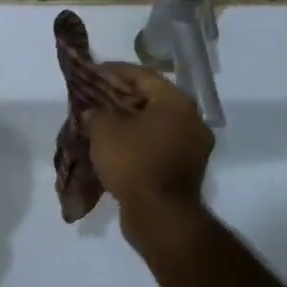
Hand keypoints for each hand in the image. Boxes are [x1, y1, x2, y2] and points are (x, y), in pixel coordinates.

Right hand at [82, 63, 213, 225]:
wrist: (160, 215)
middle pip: (152, 98)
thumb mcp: (104, 130)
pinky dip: (139, 141)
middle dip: (122, 97)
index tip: (93, 72)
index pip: (143, 75)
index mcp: (176, 102)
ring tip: (103, 121)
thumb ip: (96, 113)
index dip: (114, 71)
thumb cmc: (134, 162)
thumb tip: (93, 113)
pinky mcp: (187, 169)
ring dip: (131, 121)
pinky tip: (117, 145)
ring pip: (156, 123)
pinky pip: (159, 144)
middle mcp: (191, 119)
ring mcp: (193, 146)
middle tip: (96, 96)